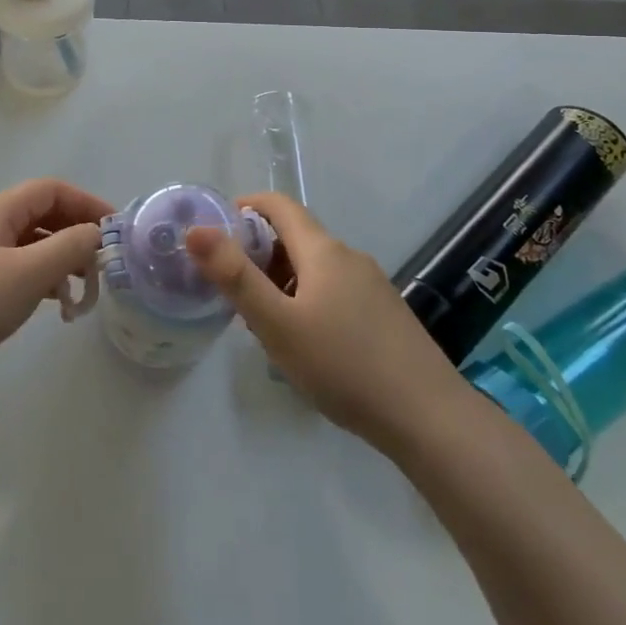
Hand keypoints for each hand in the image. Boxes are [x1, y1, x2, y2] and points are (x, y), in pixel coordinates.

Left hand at [0, 178, 110, 398]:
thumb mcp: (28, 274)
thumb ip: (68, 247)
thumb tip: (96, 233)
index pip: (51, 190)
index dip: (86, 203)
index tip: (114, 229)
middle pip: (44, 215)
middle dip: (77, 234)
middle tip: (103, 263)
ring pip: (34, 244)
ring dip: (63, 260)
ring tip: (85, 290)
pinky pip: (22, 268)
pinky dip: (45, 279)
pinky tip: (59, 305)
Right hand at [186, 193, 464, 440]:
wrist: (430, 419)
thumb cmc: (343, 366)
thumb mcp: (277, 324)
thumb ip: (234, 276)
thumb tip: (195, 230)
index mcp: (323, 250)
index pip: (278, 205)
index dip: (243, 208)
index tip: (214, 233)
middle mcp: (349, 257)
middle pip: (295, 236)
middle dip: (257, 251)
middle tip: (229, 287)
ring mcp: (372, 286)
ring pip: (314, 267)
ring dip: (281, 279)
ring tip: (260, 320)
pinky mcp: (384, 314)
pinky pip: (334, 290)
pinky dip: (306, 298)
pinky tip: (303, 341)